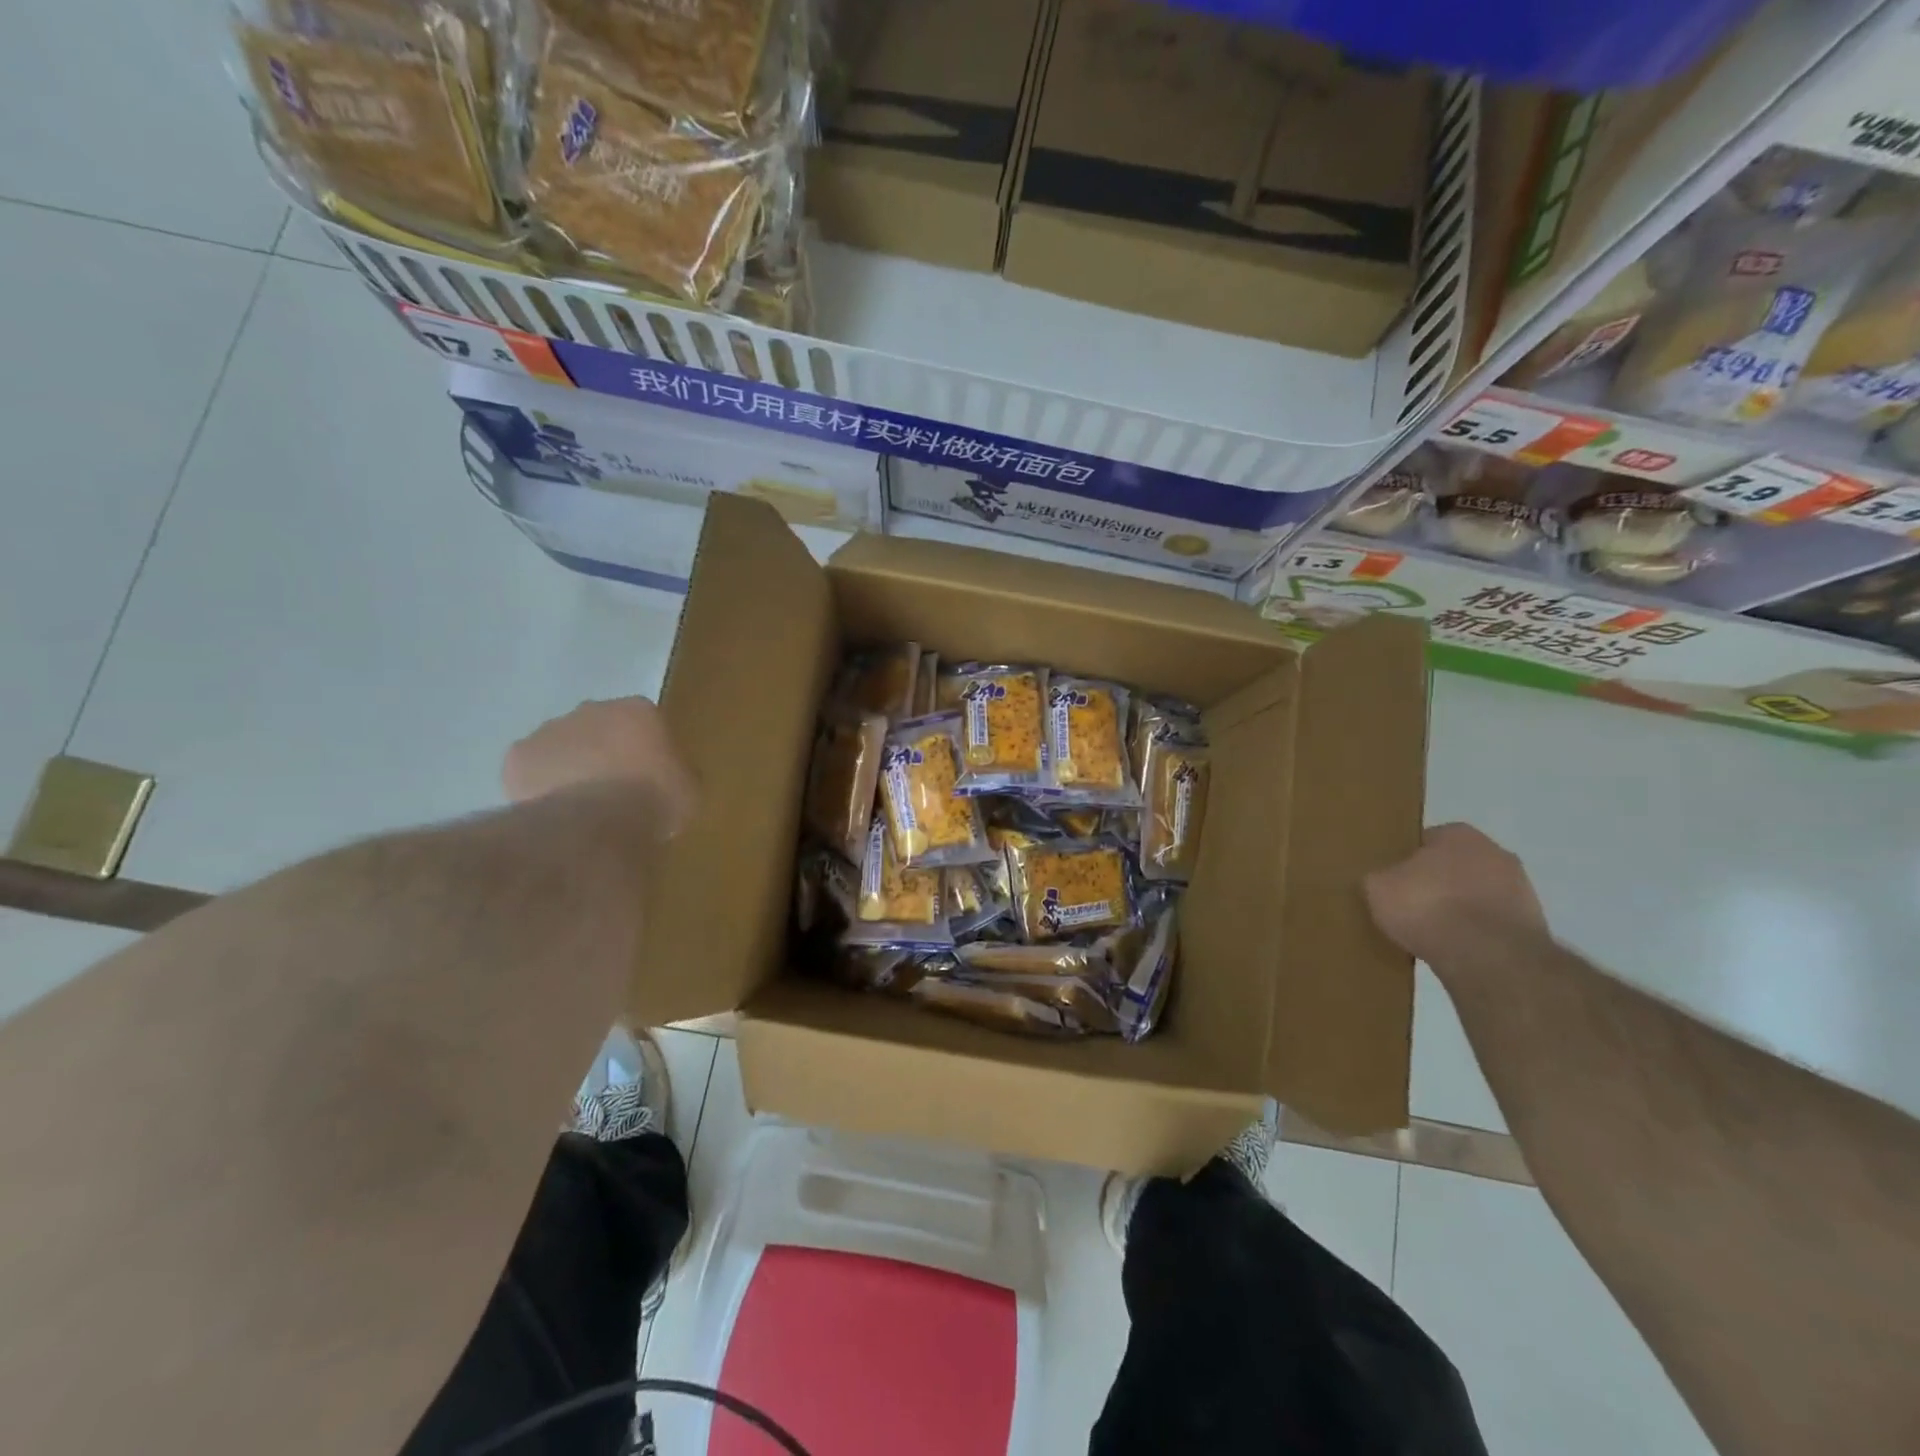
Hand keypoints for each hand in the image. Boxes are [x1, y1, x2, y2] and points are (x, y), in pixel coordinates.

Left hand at [503, 697, 695, 835]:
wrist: (596, 821)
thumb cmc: (653, 800)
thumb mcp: (688, 790)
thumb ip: (678, 774)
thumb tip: (670, 778)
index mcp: (639, 710)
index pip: (645, 721)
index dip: (646, 748)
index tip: (649, 775)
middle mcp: (592, 709)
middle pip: (600, 727)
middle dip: (605, 751)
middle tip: (614, 787)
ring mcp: (551, 730)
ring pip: (563, 745)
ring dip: (571, 766)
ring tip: (581, 805)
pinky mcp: (518, 757)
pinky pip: (532, 770)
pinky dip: (540, 785)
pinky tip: (553, 811)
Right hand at [1365, 823, 1547, 965]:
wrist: (1487, 955)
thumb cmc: (1427, 906)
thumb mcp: (1377, 887)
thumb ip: (1379, 877)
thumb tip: (1384, 881)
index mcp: (1459, 833)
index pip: (1424, 841)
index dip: (1405, 862)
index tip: (1393, 883)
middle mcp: (1496, 852)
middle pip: (1455, 866)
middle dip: (1437, 884)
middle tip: (1411, 906)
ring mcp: (1521, 889)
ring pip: (1477, 895)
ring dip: (1460, 910)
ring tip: (1433, 934)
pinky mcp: (1534, 925)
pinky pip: (1492, 923)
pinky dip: (1477, 933)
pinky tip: (1456, 949)